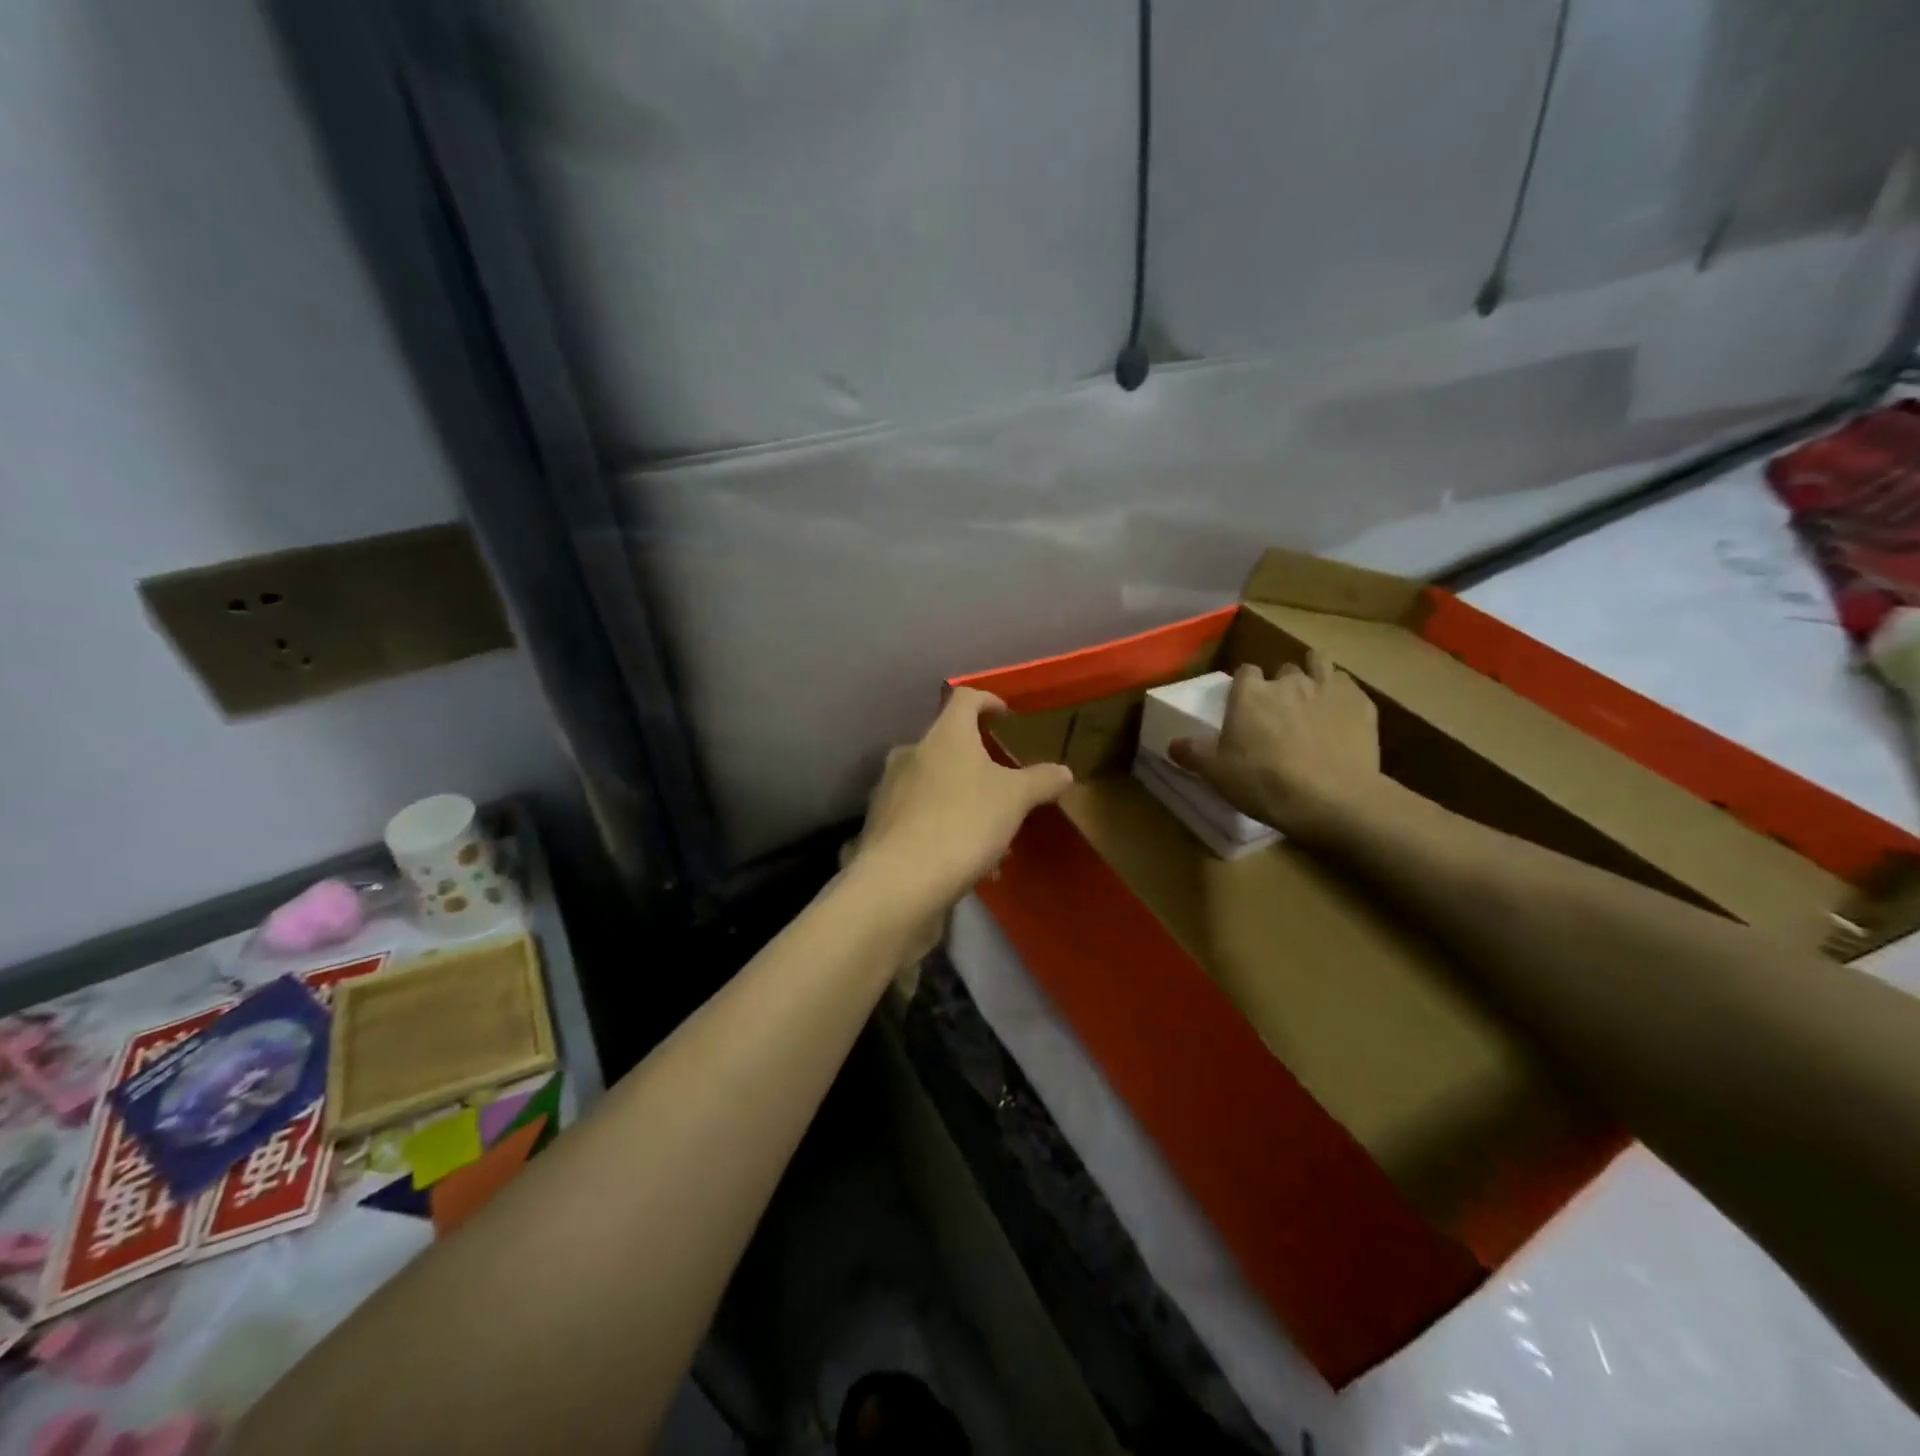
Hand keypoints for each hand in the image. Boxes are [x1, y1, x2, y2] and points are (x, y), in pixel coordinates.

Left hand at [853, 688, 1074, 915]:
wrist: (901, 881)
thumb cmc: (963, 823)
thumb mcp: (1015, 800)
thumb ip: (1041, 781)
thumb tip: (1064, 771)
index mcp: (944, 736)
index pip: (965, 698)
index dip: (988, 701)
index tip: (1006, 716)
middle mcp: (911, 753)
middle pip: (949, 746)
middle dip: (979, 767)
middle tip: (1005, 791)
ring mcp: (890, 789)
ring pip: (935, 786)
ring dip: (964, 803)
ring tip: (993, 840)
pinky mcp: (880, 824)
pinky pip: (920, 816)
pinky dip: (944, 828)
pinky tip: (966, 863)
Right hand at [1169, 652, 1381, 839]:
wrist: (1334, 800)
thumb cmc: (1265, 783)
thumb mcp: (1216, 773)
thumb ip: (1193, 753)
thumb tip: (1172, 744)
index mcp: (1250, 693)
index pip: (1244, 673)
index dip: (1244, 689)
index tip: (1244, 709)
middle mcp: (1288, 680)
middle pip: (1282, 670)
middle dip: (1280, 686)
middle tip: (1278, 715)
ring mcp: (1328, 687)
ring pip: (1319, 665)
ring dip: (1313, 677)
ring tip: (1311, 701)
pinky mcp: (1361, 703)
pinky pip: (1347, 686)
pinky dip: (1341, 694)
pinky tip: (1338, 715)